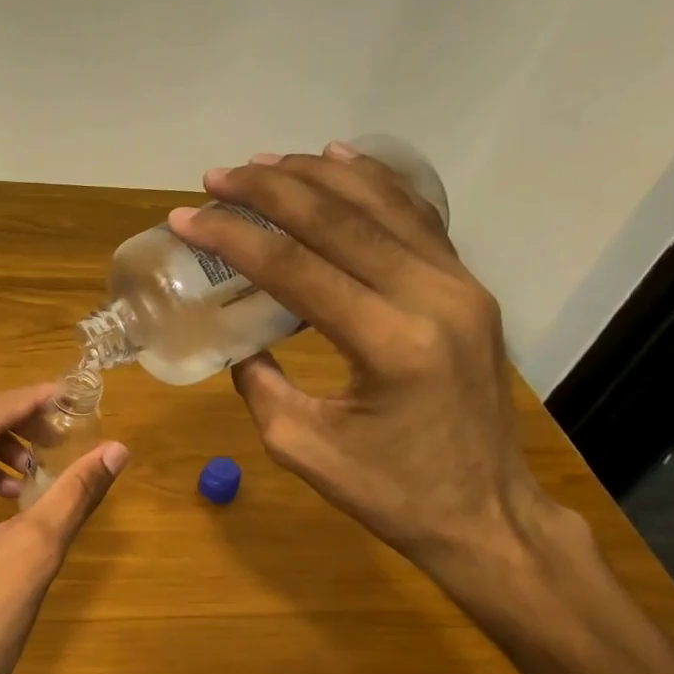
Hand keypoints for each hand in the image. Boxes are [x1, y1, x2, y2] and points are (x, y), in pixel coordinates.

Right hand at [168, 142, 556, 578]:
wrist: (487, 514)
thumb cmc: (391, 494)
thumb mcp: (302, 447)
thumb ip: (260, 382)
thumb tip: (237, 336)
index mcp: (388, 343)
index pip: (295, 268)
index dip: (233, 237)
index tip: (186, 217)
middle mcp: (433, 297)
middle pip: (339, 220)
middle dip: (269, 190)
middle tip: (216, 177)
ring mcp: (460, 286)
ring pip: (381, 205)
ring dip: (316, 176)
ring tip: (263, 163)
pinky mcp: (469, 288)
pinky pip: (416, 218)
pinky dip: (373, 183)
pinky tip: (339, 159)